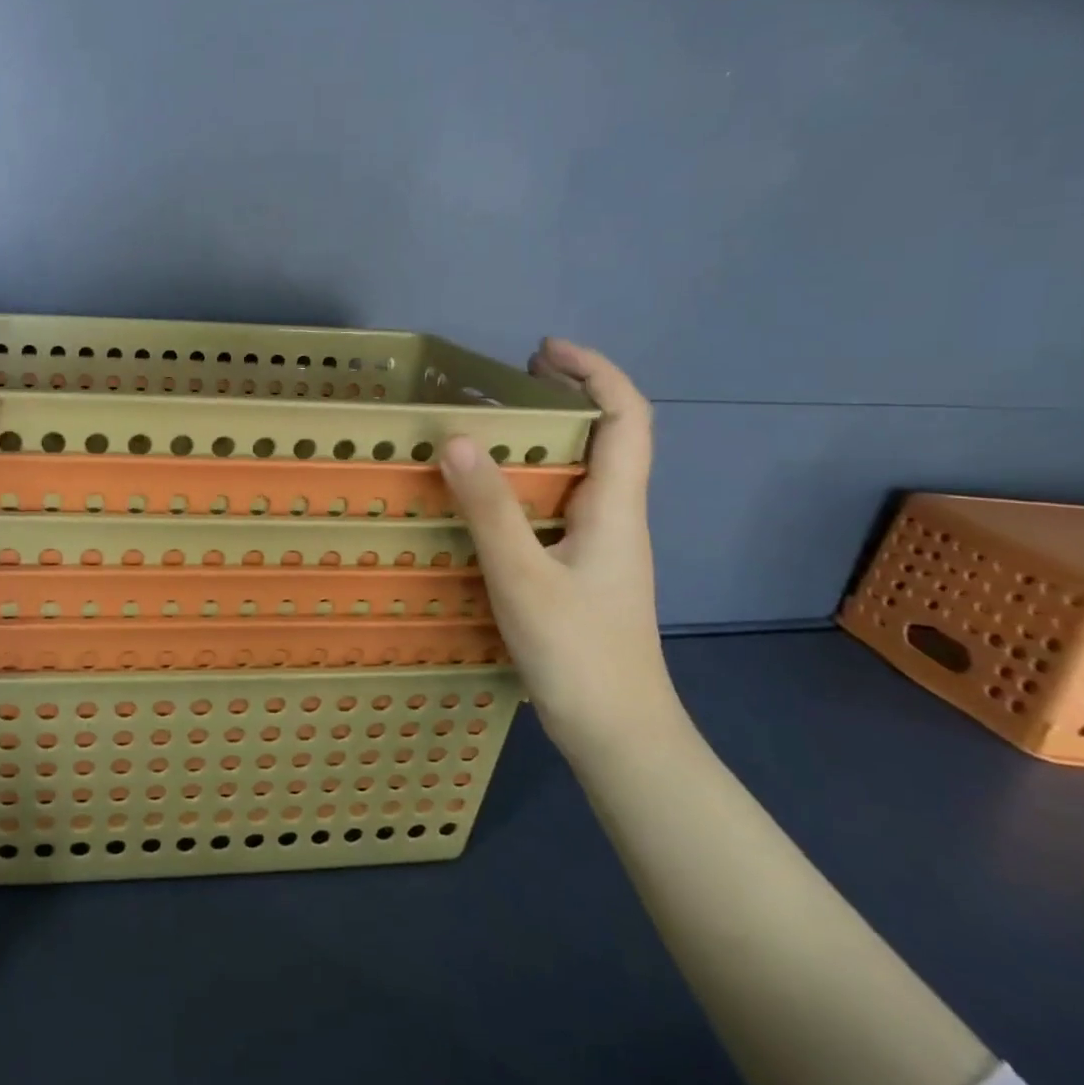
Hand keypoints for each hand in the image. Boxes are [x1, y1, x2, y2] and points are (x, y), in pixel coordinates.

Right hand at [439, 338, 682, 759]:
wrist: (618, 733)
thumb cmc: (578, 653)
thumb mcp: (522, 576)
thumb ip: (489, 508)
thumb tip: (457, 437)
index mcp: (616, 507)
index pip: (627, 418)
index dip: (595, 372)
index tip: (544, 350)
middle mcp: (616, 517)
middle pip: (610, 436)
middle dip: (570, 394)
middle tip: (512, 380)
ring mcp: (601, 546)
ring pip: (585, 471)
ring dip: (550, 437)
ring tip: (495, 427)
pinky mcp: (582, 570)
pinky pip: (561, 503)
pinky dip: (533, 479)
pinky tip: (494, 497)